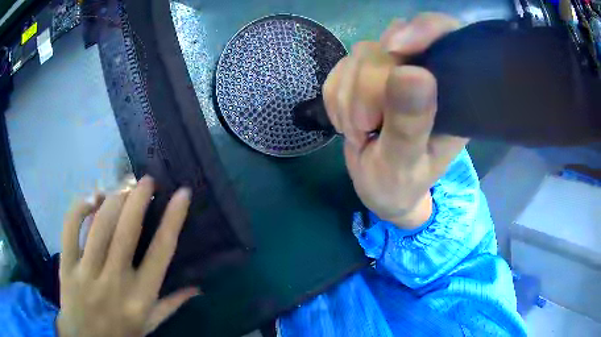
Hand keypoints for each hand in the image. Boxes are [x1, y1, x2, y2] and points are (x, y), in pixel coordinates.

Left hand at [57, 176, 197, 336]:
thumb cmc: (121, 334)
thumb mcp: (149, 325)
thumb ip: (171, 305)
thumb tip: (197, 288)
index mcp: (141, 298)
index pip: (161, 252)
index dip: (173, 219)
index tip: (182, 193)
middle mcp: (115, 283)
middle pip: (126, 231)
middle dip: (138, 197)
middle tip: (146, 180)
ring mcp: (87, 274)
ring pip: (99, 225)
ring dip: (112, 198)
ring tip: (122, 186)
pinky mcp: (66, 267)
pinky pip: (69, 229)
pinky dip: (79, 208)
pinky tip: (91, 199)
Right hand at [323, 13, 467, 228]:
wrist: (378, 190)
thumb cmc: (400, 185)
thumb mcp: (405, 164)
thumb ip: (410, 123)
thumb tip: (413, 72)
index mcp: (450, 93)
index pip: (446, 36)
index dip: (423, 29)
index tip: (395, 48)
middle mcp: (425, 73)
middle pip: (391, 44)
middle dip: (368, 87)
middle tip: (365, 128)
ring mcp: (393, 71)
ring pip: (362, 54)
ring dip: (349, 97)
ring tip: (358, 133)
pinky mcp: (367, 75)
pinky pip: (341, 67)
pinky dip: (336, 97)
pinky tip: (347, 123)